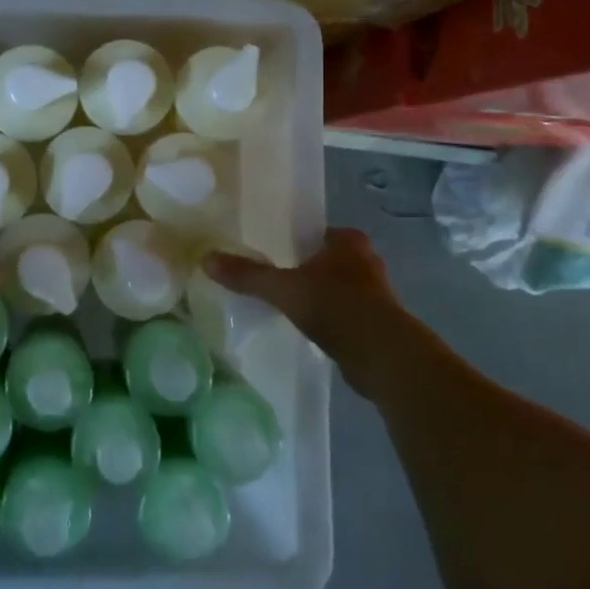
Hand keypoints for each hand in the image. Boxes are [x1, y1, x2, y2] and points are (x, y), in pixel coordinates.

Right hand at [202, 228, 407, 397]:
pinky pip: (349, 315)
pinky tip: (314, 331)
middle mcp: (367, 262)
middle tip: (282, 278)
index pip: (321, 232)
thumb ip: (247, 275)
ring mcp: (378, 295)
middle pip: (332, 259)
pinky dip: (333, 320)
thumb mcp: (283, 288)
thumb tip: (206, 259)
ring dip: (324, 295)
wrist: (383, 356)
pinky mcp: (380, 325)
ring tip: (294, 306)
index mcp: (348, 242)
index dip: (302, 240)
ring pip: (343, 287)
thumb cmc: (335, 307)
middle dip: (312, 268)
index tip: (280, 252)